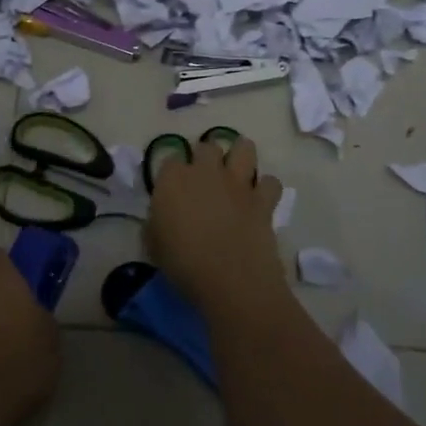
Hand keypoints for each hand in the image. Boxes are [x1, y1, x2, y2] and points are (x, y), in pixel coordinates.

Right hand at [146, 137, 285, 317]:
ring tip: (237, 172)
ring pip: (244, 148)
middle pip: (207, 146)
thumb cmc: (183, 264)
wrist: (230, 279)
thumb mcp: (154, 245)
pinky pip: (270, 182)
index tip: (173, 188)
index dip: (173, 172)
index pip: (171, 159)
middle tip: (204, 179)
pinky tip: (260, 200)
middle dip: (206, 157)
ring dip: (240, 156)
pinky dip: (266, 188)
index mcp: (173, 180)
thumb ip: (157, 222)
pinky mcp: (263, 199)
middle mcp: (206, 172)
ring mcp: (237, 183)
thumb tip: (162, 218)